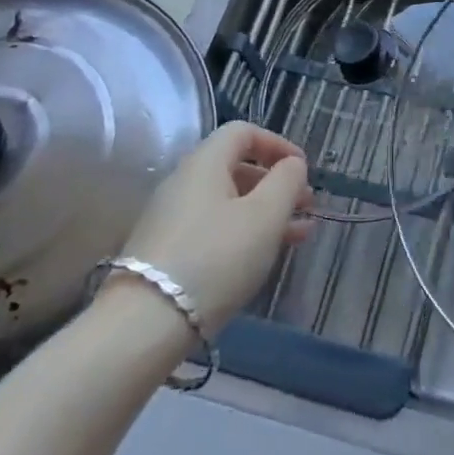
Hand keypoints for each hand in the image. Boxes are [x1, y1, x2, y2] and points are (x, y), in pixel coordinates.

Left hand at [114, 122, 312, 327]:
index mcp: (205, 162)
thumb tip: (292, 164)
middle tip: (306, 205)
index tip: (303, 169)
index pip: (243, 132)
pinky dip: (244, 232)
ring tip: (299, 234)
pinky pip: (214, 227)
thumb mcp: (265, 216)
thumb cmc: (216, 257)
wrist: (146, 322)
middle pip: (235, 167)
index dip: (278, 144)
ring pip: (228, 201)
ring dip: (266, 211)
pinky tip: (265, 255)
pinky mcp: (166, 250)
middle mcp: (184, 182)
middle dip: (276, 183)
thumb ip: (286, 182)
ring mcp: (171, 217)